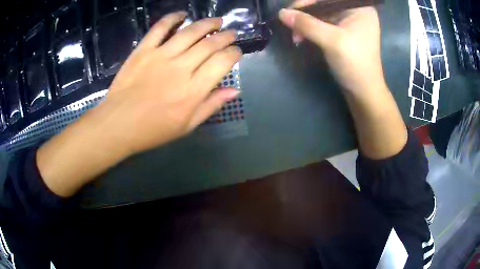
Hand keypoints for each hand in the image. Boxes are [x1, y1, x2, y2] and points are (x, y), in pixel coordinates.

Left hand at [94, 12, 241, 153]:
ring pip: (189, 32)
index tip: (237, 51)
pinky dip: (172, 18)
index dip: (234, 53)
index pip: (222, 63)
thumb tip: (235, 90)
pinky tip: (182, 14)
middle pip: (209, 44)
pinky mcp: (143, 50)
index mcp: (193, 90)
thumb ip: (211, 106)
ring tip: (216, 21)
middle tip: (231, 33)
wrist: (118, 125)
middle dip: (225, 36)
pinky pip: (160, 28)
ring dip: (207, 23)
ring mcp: (160, 56)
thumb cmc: (152, 130)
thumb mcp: (186, 126)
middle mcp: (180, 68)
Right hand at [279, 6, 383, 93]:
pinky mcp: (343, 33)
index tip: (292, 11)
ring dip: (306, 24)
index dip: (309, 1)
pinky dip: (311, 30)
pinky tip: (302, 37)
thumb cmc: (355, 64)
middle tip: (292, 27)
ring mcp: (349, 22)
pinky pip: (323, 24)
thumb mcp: (331, 40)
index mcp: (359, 8)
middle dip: (306, 15)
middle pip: (324, 4)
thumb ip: (306, 24)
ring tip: (296, 37)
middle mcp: (355, 11)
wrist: (364, 92)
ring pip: (321, 14)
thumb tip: (281, 13)